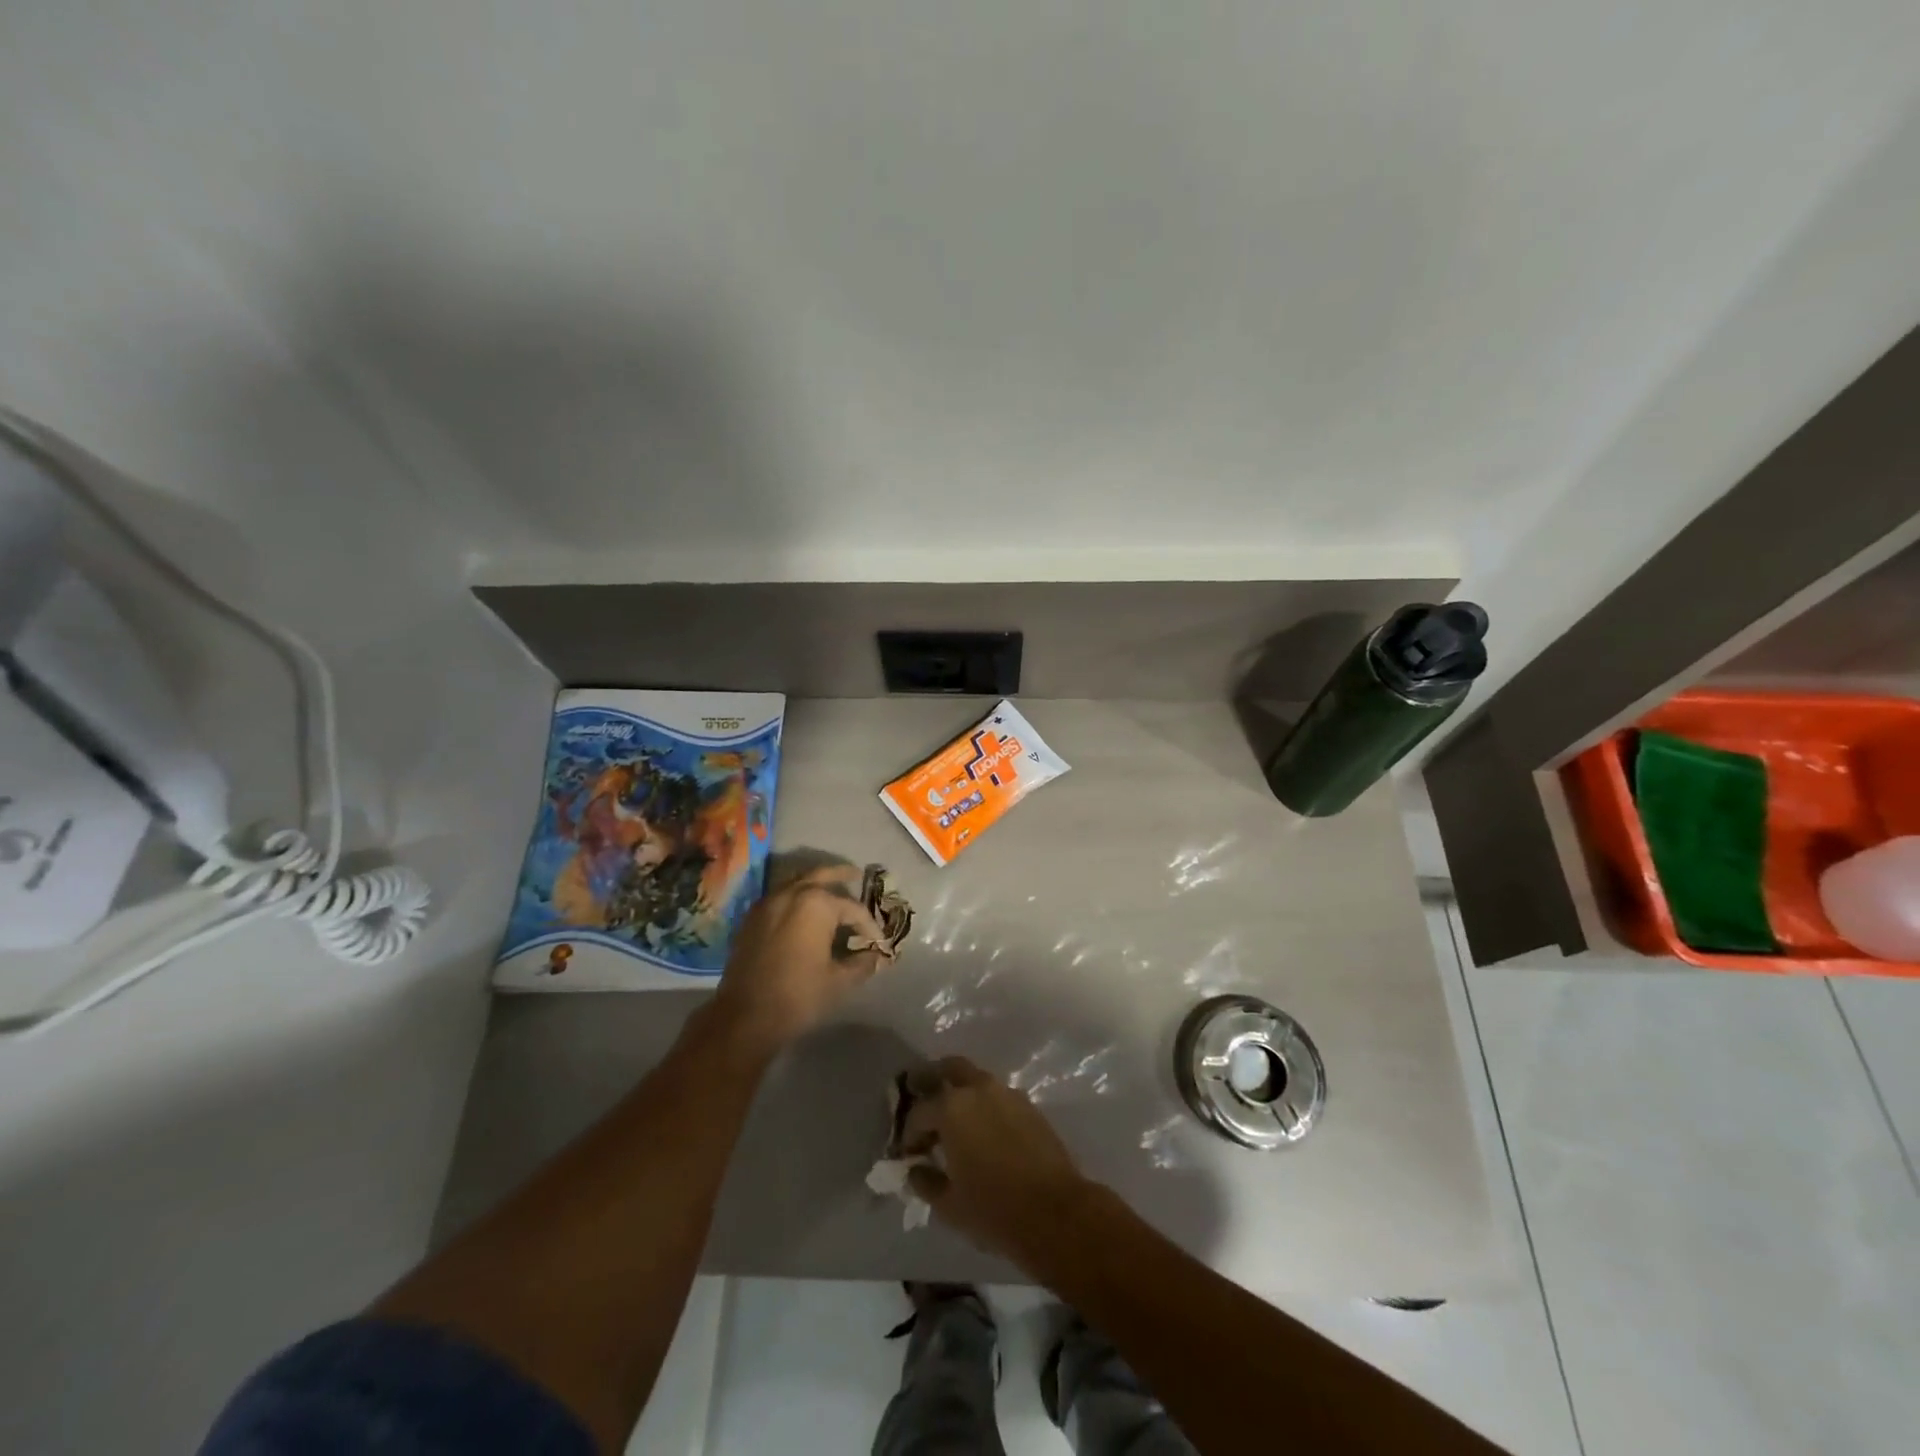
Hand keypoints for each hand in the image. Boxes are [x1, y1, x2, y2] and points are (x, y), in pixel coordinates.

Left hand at [710, 864, 891, 1053]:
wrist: (745, 1017)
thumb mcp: (839, 981)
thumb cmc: (798, 996)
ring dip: (815, 883)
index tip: (878, 942)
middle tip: (856, 875)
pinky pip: (779, 897)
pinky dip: (795, 897)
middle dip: (841, 875)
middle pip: (821, 875)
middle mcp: (791, 894)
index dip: (869, 925)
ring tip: (830, 891)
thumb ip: (862, 963)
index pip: (853, 908)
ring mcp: (767, 903)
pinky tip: (802, 912)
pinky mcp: (751, 918)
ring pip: (797, 882)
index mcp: (816, 904)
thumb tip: (877, 957)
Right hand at [903, 1057, 1097, 1269]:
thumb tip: (915, 1170)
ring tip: (954, 1124)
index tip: (907, 1155)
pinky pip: (997, 1097)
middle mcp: (978, 1089)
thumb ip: (925, 1181)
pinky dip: (984, 1106)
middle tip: (924, 1104)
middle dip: (933, 1082)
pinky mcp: (1029, 1106)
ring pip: (976, 1081)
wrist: (1056, 1213)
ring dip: (961, 1095)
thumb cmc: (994, 1209)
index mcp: (952, 1107)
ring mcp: (1007, 1094)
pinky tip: (982, 1133)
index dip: (908, 1134)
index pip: (919, 1112)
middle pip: (949, 1069)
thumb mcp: (948, 1204)